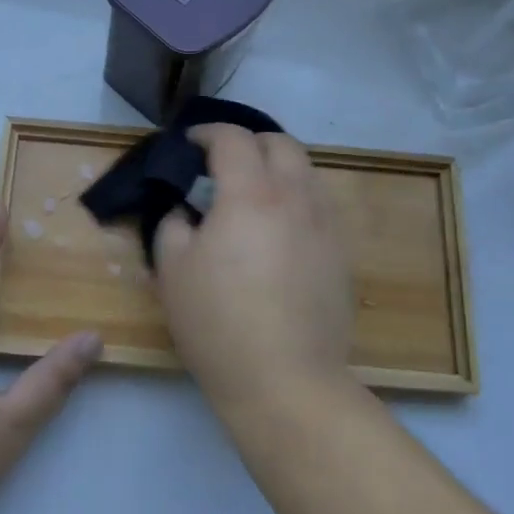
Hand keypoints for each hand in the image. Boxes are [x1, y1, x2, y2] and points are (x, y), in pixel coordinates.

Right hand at [153, 125, 355, 412]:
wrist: (286, 379)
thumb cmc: (218, 323)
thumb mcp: (172, 270)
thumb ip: (173, 225)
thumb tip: (186, 211)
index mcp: (251, 194)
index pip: (233, 139)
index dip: (207, 133)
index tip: (190, 144)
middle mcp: (295, 197)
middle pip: (280, 143)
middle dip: (249, 142)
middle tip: (223, 163)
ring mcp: (325, 225)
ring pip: (306, 172)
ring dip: (277, 168)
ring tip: (253, 193)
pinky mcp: (341, 254)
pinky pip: (319, 205)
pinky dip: (296, 198)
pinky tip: (279, 229)